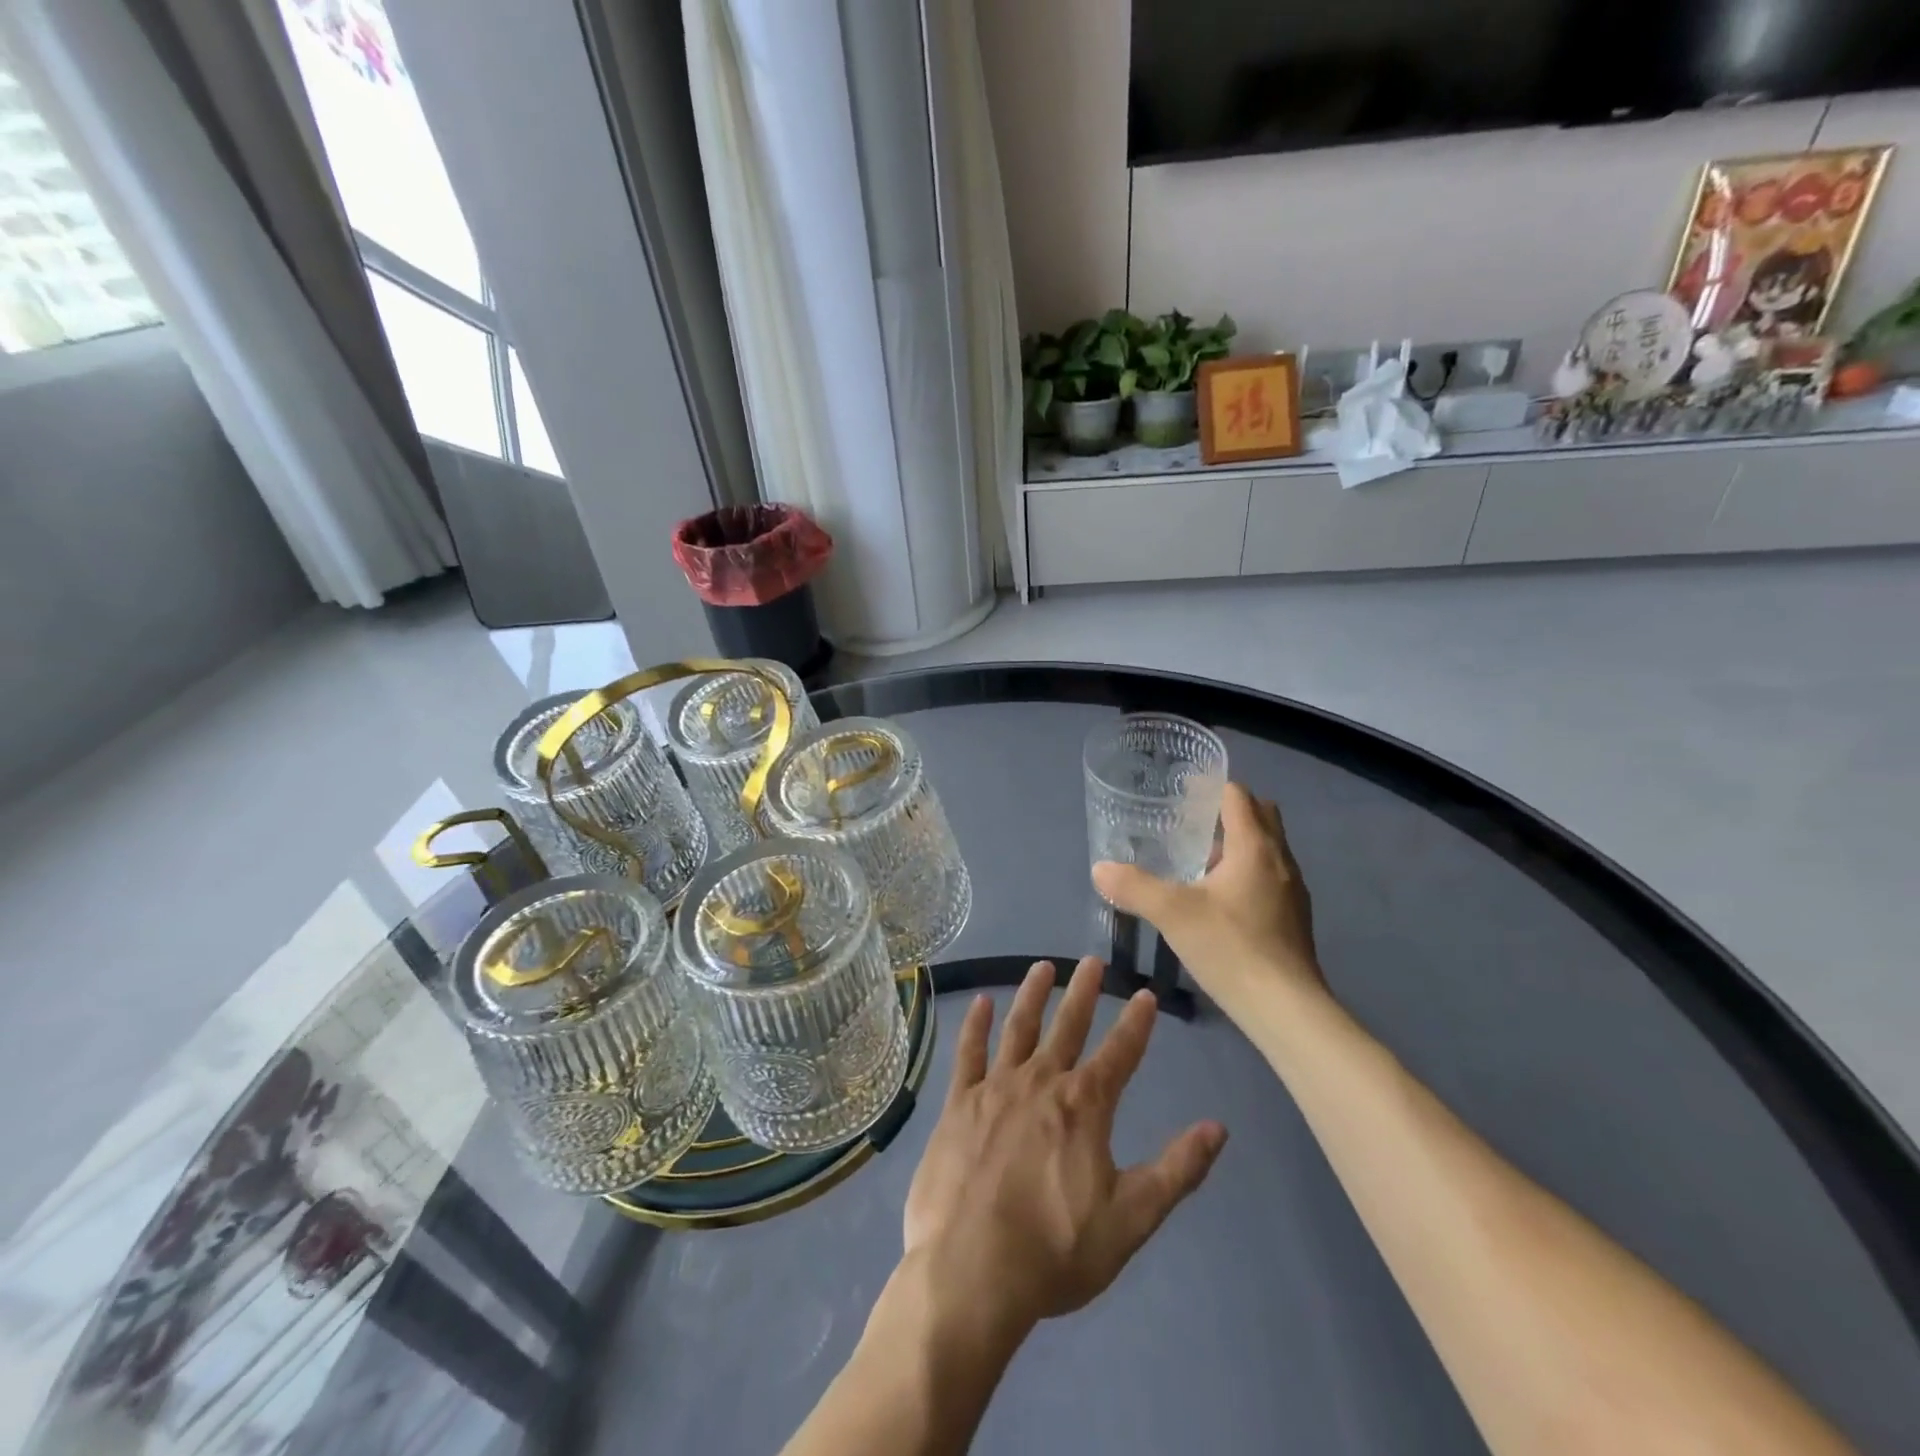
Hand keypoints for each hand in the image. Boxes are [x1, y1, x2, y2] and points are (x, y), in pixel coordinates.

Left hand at [902, 958, 1226, 1337]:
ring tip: (1043, 966)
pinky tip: (980, 1002)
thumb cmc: (1055, 1251)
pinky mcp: (957, 1103)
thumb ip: (1176, 1170)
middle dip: (1083, 992)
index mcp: (1084, 1106)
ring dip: (1032, 994)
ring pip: (1018, 1028)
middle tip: (1092, 960)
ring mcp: (995, 1088)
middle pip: (1067, 1026)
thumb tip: (1218, 1128)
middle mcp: (1040, 1082)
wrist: (970, 1271)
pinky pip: (968, 1053)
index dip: (1135, 1023)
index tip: (1144, 993)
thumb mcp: (1130, 1219)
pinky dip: (975, 1025)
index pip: (1119, 1053)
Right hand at [1093, 783, 1325, 1022]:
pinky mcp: (1294, 919)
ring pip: (1266, 849)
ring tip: (1197, 862)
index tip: (1183, 793)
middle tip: (1189, 824)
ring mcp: (1293, 891)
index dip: (1212, 788)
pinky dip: (1246, 874)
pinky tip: (1218, 902)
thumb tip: (1099, 868)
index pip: (1239, 796)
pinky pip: (1269, 877)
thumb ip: (1133, 886)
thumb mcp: (1172, 913)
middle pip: (1261, 816)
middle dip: (1228, 812)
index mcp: (1255, 847)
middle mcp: (1280, 860)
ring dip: (1237, 845)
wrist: (1286, 1009)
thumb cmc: (1231, 947)